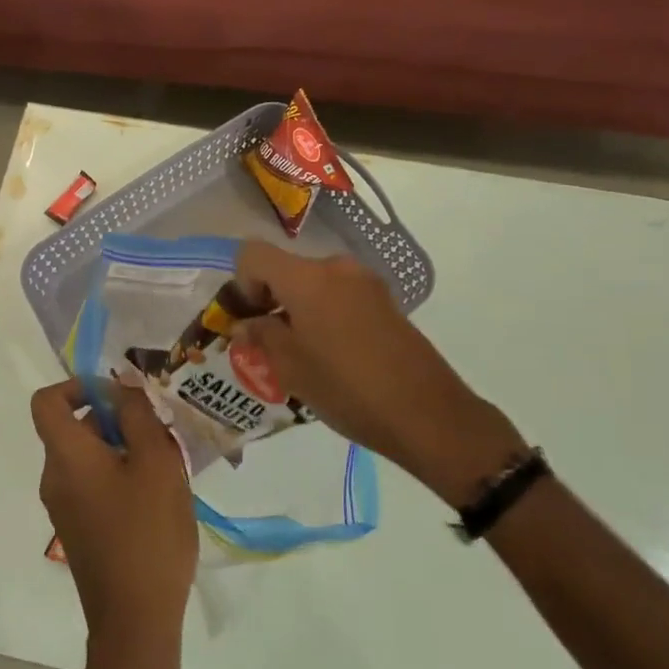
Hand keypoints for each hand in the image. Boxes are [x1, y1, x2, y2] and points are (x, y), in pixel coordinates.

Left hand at [30, 379, 197, 651]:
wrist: (135, 624)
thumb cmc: (147, 534)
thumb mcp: (156, 463)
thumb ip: (138, 416)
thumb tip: (123, 385)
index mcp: (66, 456)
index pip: (47, 401)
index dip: (78, 385)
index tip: (118, 395)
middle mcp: (55, 478)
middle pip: (73, 427)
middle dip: (115, 418)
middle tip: (159, 429)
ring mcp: (64, 508)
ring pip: (88, 456)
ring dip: (123, 447)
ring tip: (166, 463)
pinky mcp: (79, 531)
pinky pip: (92, 484)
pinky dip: (119, 475)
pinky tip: (157, 495)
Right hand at [234, 243, 528, 504]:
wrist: (428, 414)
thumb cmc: (348, 388)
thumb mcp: (291, 367)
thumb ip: (261, 336)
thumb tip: (246, 323)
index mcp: (307, 277)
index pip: (253, 254)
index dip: (241, 282)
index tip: (249, 319)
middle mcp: (336, 268)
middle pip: (285, 269)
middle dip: (269, 300)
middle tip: (268, 344)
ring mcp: (365, 282)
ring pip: (313, 284)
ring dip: (298, 309)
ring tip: (301, 355)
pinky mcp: (385, 301)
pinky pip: (339, 296)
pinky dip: (324, 315)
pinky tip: (333, 356)